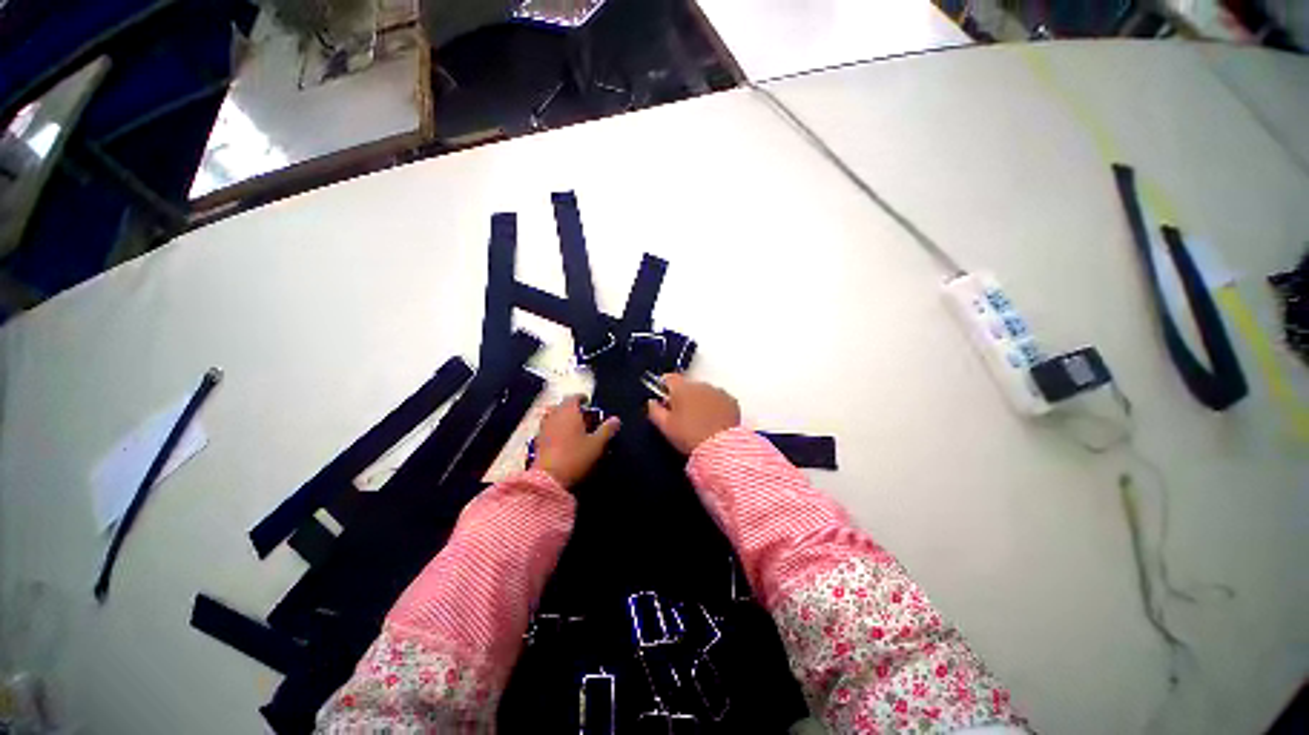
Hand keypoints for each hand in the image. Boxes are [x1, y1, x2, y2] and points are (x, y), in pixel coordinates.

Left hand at [532, 396, 620, 487]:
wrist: (548, 480)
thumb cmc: (575, 457)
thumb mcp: (597, 444)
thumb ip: (607, 430)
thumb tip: (616, 419)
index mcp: (568, 412)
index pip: (573, 397)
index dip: (581, 398)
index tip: (589, 402)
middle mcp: (553, 416)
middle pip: (562, 406)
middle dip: (572, 409)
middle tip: (584, 416)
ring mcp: (543, 429)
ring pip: (553, 417)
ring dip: (562, 419)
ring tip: (573, 428)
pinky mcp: (537, 442)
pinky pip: (548, 430)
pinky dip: (555, 430)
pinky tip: (562, 441)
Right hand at [647, 375, 740, 453]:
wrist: (721, 448)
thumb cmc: (689, 436)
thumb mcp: (665, 426)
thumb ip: (654, 410)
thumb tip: (651, 402)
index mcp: (682, 388)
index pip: (668, 378)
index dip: (664, 387)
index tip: (663, 398)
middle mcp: (701, 385)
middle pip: (687, 386)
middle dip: (683, 397)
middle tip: (681, 416)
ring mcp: (718, 392)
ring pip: (704, 392)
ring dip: (700, 401)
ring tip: (699, 420)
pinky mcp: (732, 401)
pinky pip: (719, 400)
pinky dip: (715, 406)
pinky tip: (714, 421)